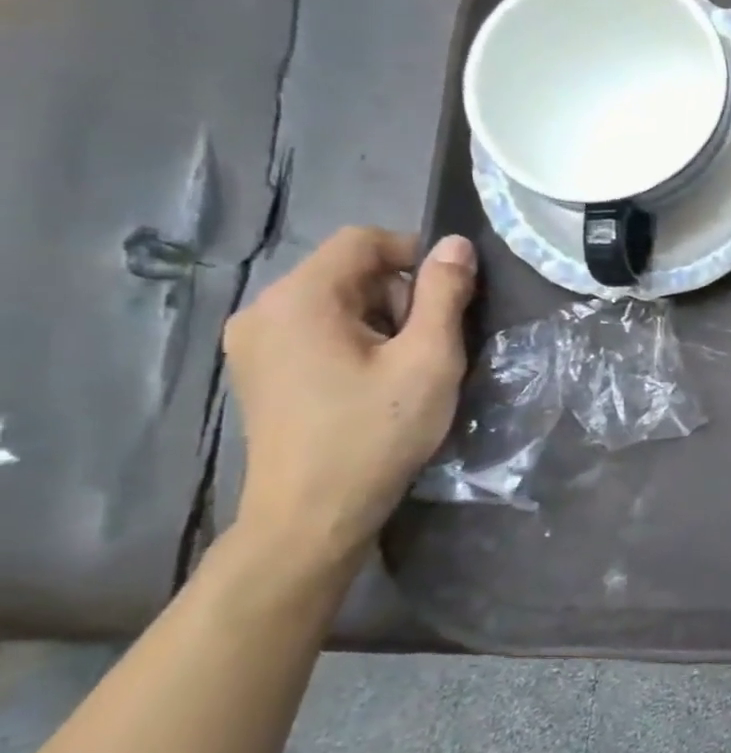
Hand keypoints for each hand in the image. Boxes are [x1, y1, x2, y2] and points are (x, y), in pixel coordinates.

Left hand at [223, 228, 475, 569]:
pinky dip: (352, 341)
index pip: (362, 240)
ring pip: (332, 302)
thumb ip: (444, 295)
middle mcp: (264, 309)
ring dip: (379, 320)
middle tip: (431, 343)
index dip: (415, 253)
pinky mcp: (257, 370)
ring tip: (405, 368)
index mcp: (301, 298)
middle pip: (347, 271)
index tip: (452, 294)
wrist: (314, 512)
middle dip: (399, 294)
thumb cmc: (377, 431)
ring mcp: (253, 342)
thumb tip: (456, 244)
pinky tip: (371, 383)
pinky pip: (313, 330)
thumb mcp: (429, 359)